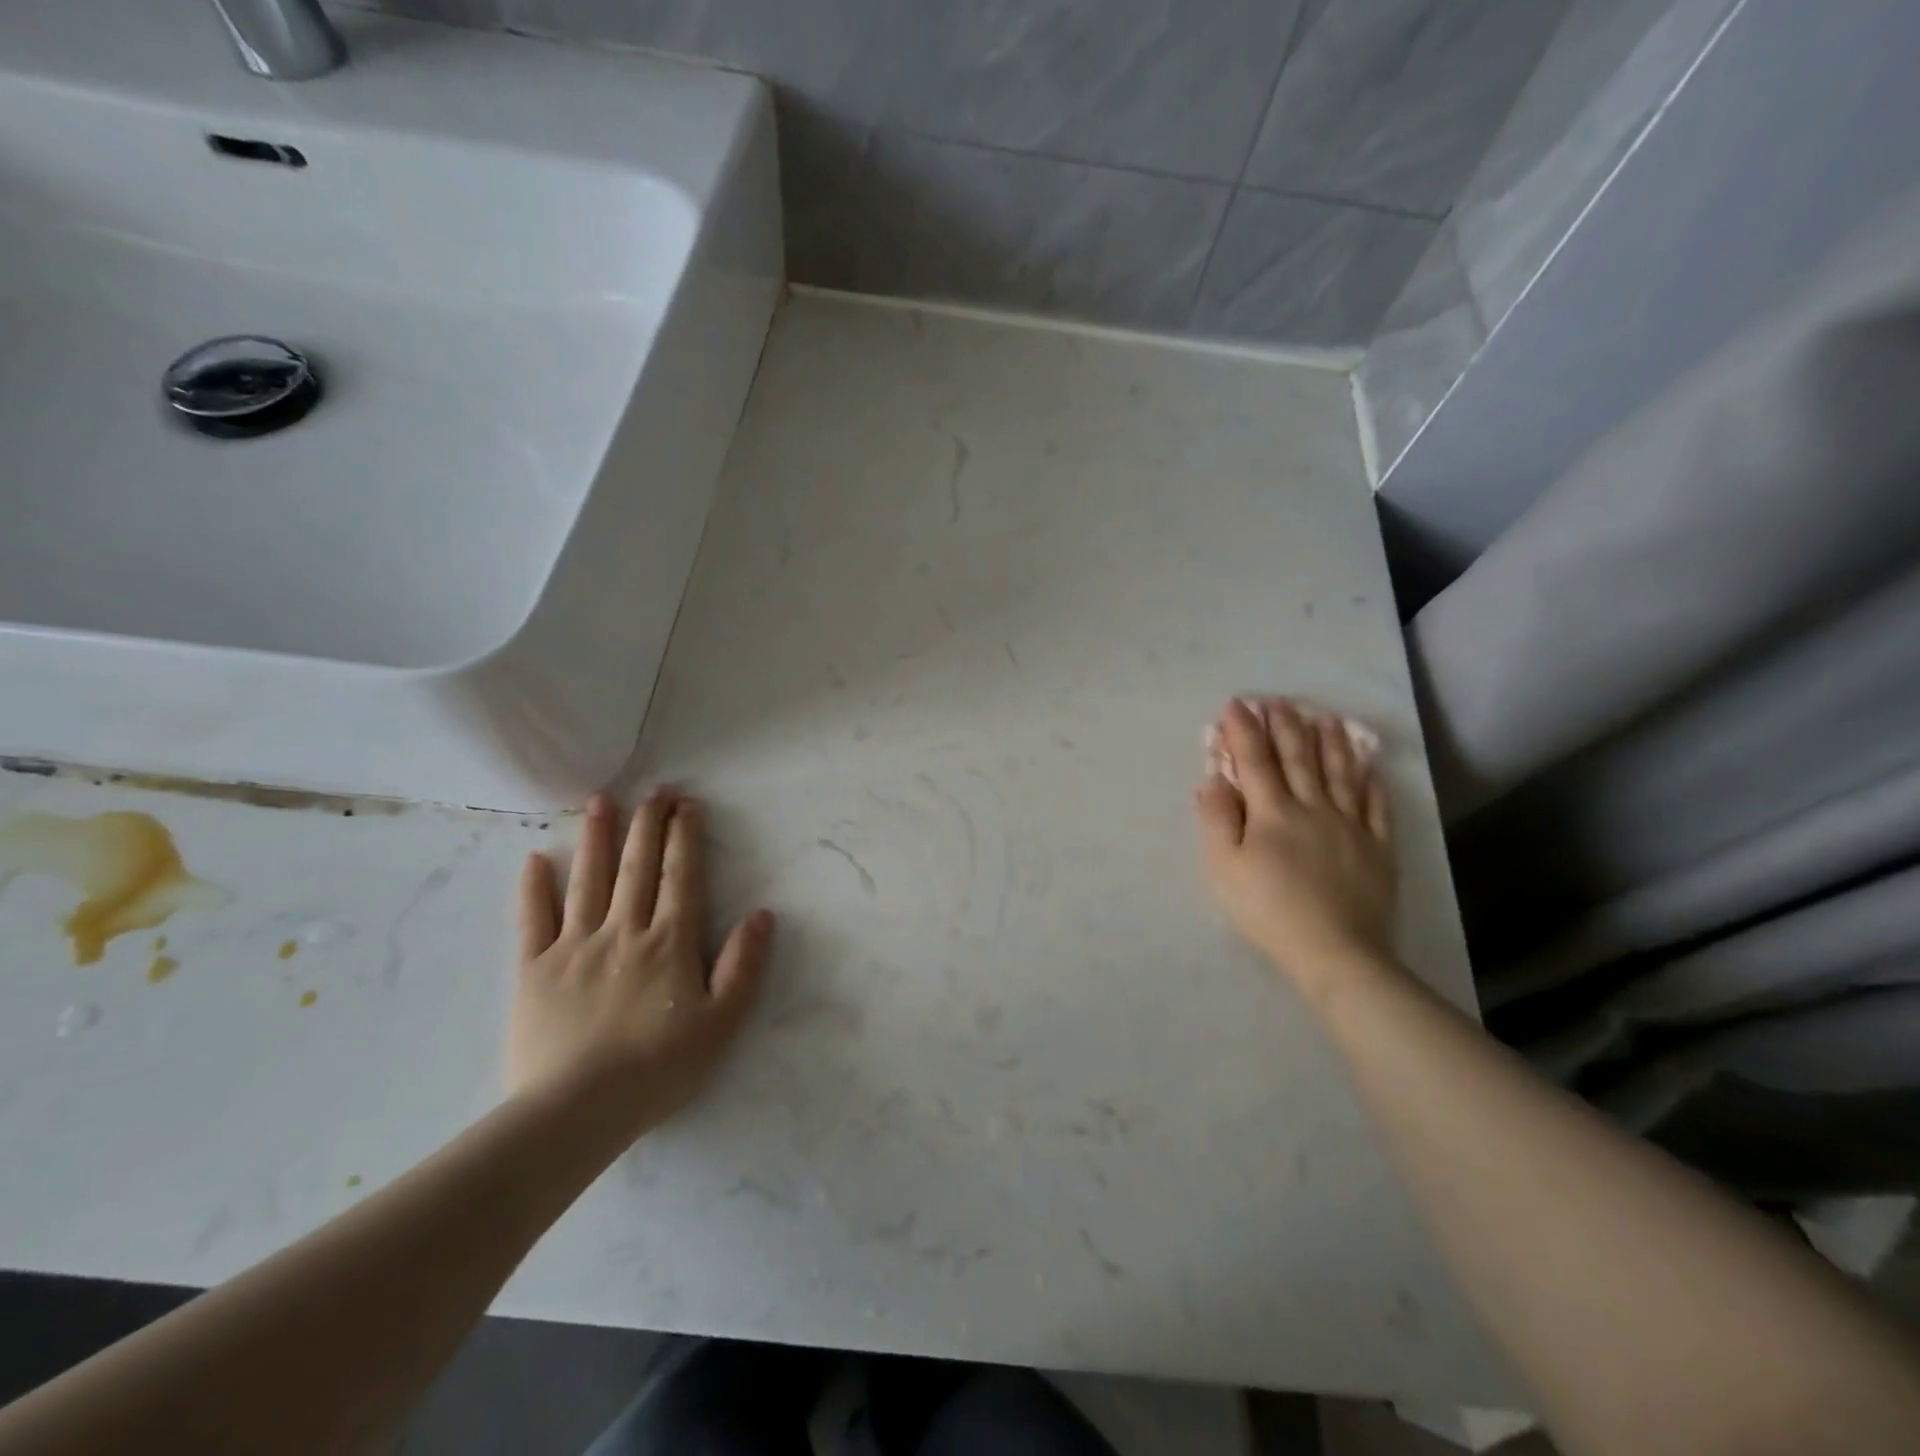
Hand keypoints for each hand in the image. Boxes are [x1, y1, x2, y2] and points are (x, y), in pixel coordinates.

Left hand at [510, 789, 773, 1136]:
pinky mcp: (534, 970)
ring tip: (601, 800)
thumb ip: (743, 966)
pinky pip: (533, 920)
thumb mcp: (721, 1023)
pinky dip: (534, 888)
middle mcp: (623, 931)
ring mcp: (575, 947)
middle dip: (648, 824)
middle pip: (637, 867)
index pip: (680, 877)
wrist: (576, 1112)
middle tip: (655, 789)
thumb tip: (762, 915)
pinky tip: (536, 859)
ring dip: (597, 837)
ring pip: (588, 880)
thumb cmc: (658, 1069)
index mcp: (669, 943)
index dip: (685, 838)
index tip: (687, 805)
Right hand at [1195, 698, 1396, 986]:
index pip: (1255, 760)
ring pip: (1340, 774)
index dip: (1244, 730)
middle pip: (1298, 759)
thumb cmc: (1268, 910)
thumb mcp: (1223, 867)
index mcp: (1272, 812)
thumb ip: (1217, 818)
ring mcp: (1350, 826)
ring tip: (1327, 718)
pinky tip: (1371, 767)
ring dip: (1331, 743)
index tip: (1236, 704)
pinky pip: (1377, 807)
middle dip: (1286, 727)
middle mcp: (1313, 808)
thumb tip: (1215, 778)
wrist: (1335, 952)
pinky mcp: (1377, 849)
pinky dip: (1372, 783)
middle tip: (1280, 701)